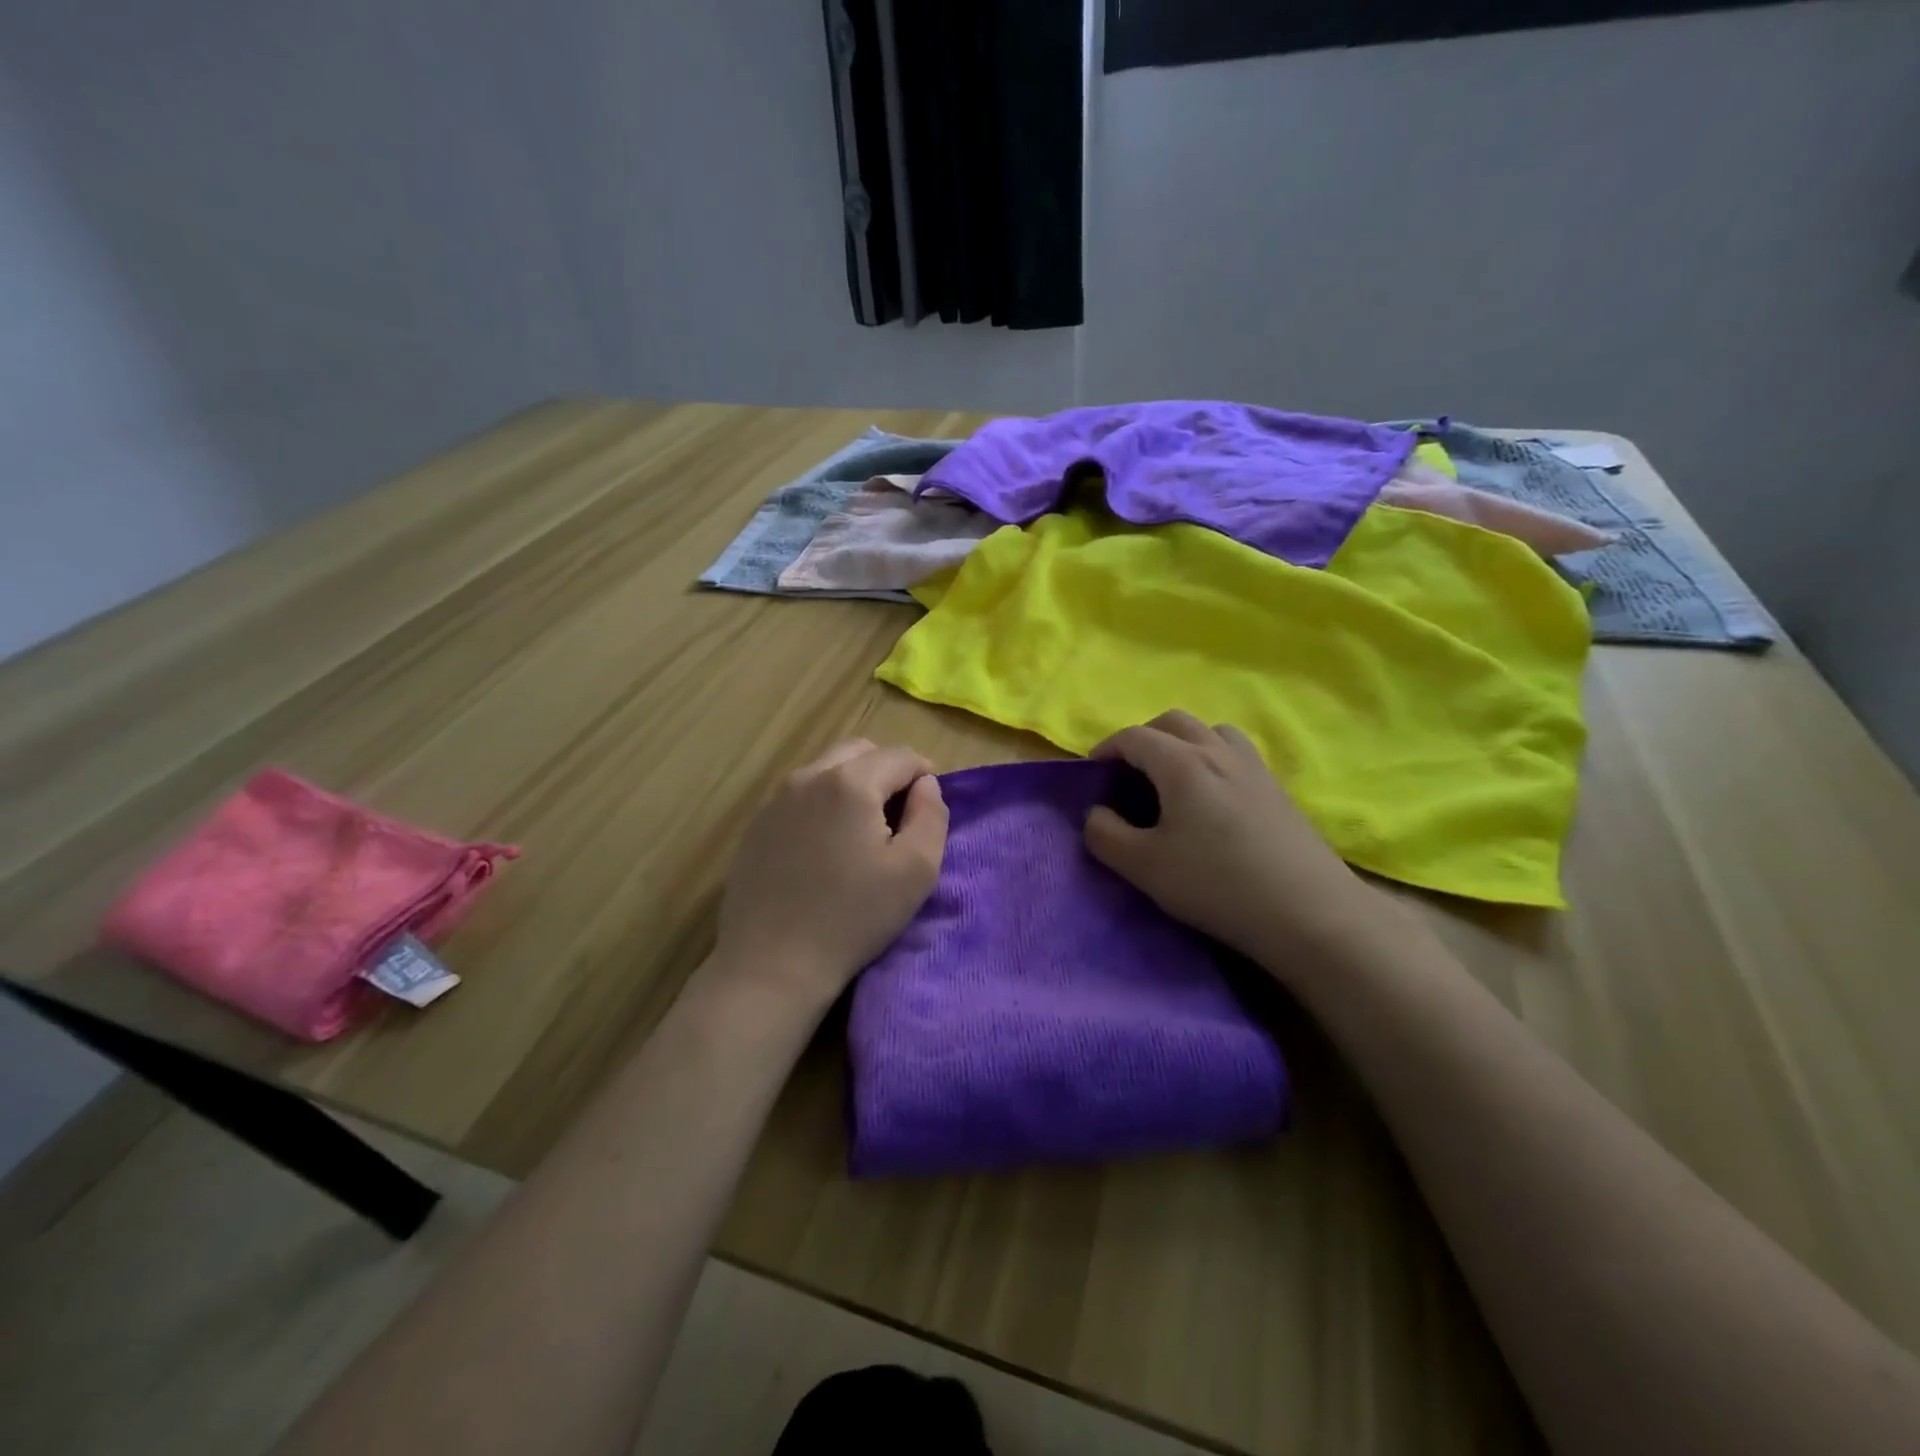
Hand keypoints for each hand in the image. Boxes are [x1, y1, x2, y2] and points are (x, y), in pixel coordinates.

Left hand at [714, 739, 947, 1008]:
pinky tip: (826, 847)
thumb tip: (926, 784)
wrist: (772, 964)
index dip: (924, 774)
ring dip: (853, 785)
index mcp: (850, 782)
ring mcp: (775, 800)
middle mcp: (808, 777)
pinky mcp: (755, 825)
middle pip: (859, 752)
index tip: (930, 805)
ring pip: (826, 770)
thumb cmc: (854, 917)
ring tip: (863, 830)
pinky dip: (822, 804)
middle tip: (899, 814)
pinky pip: (799, 796)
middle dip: (887, 771)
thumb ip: (932, 815)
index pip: (900, 756)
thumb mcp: (917, 870)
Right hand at [1084, 711, 1383, 969]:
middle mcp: (1218, 751)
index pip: (1134, 737)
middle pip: (1173, 721)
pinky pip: (1236, 752)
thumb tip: (1097, 814)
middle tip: (1128, 771)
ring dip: (1183, 742)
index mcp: (1182, 763)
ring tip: (1172, 777)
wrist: (1308, 911)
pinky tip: (1212, 797)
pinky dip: (1212, 757)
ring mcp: (1254, 767)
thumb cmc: (1216, 884)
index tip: (1092, 772)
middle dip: (1143, 737)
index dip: (1106, 749)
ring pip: (1211, 731)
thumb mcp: (1143, 867)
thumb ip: (1105, 836)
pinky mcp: (1278, 788)